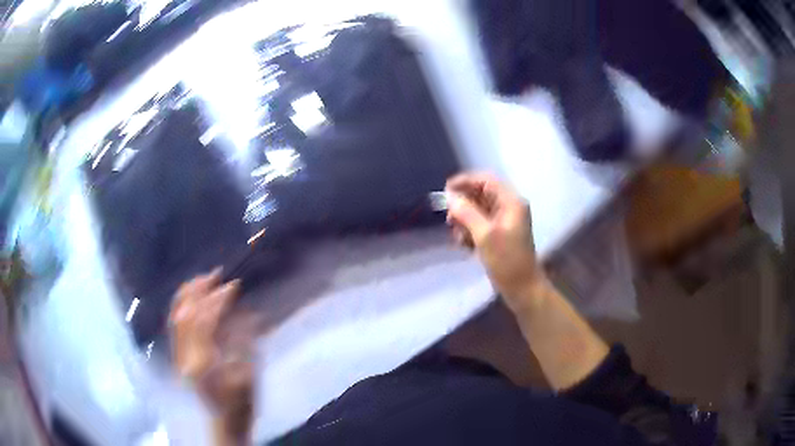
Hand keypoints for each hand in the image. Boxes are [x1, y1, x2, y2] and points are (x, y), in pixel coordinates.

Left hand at [171, 270, 254, 437]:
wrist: (223, 423)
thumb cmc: (240, 405)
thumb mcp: (248, 376)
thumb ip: (245, 343)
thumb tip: (248, 313)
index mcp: (203, 361)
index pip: (205, 320)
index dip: (218, 299)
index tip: (233, 285)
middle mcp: (185, 355)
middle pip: (185, 314)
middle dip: (199, 290)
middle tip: (215, 275)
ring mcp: (179, 355)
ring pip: (176, 316)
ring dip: (188, 295)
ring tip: (202, 280)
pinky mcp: (179, 356)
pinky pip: (176, 324)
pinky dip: (183, 306)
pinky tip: (192, 298)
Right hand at [446, 172, 546, 311]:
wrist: (523, 289)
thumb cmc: (507, 261)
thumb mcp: (484, 235)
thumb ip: (466, 213)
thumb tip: (449, 197)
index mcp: (511, 202)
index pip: (486, 180)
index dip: (465, 182)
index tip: (445, 192)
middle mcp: (509, 207)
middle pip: (481, 195)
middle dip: (463, 205)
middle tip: (449, 219)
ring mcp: (505, 222)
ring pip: (478, 211)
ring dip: (464, 220)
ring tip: (457, 237)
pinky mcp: (500, 235)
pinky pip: (480, 224)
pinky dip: (470, 231)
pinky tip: (464, 245)